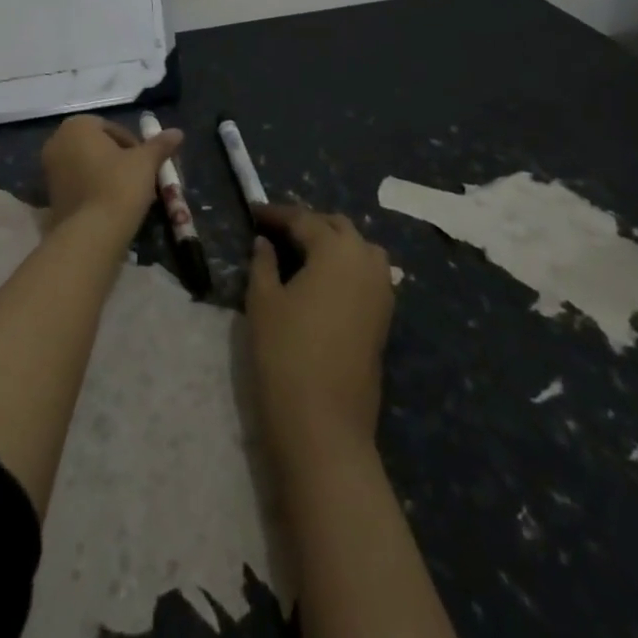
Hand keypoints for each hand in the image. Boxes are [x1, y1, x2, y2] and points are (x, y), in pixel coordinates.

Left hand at [40, 115, 182, 233]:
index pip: (112, 129)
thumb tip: (177, 132)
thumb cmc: (119, 186)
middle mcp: (57, 142)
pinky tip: (111, 207)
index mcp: (77, 126)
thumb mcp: (145, 162)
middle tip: (140, 178)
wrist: (91, 234)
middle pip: (97, 146)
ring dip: (106, 175)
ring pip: (87, 166)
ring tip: (129, 195)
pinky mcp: (49, 196)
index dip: (133, 145)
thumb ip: (160, 145)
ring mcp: (49, 170)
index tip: (146, 164)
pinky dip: (93, 191)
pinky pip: (78, 185)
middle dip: (119, 160)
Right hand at [246, 203, 394, 454]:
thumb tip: (265, 243)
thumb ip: (263, 263)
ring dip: (333, 243)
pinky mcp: (384, 319)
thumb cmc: (286, 352)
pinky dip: (346, 267)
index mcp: (336, 249)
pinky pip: (367, 275)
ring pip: (359, 249)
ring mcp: (381, 292)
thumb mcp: (263, 300)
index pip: (303, 219)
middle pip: (337, 228)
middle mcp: (366, 261)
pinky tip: (323, 280)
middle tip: (276, 231)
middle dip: (308, 223)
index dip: (276, 214)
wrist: (324, 424)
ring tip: (302, 252)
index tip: (253, 213)